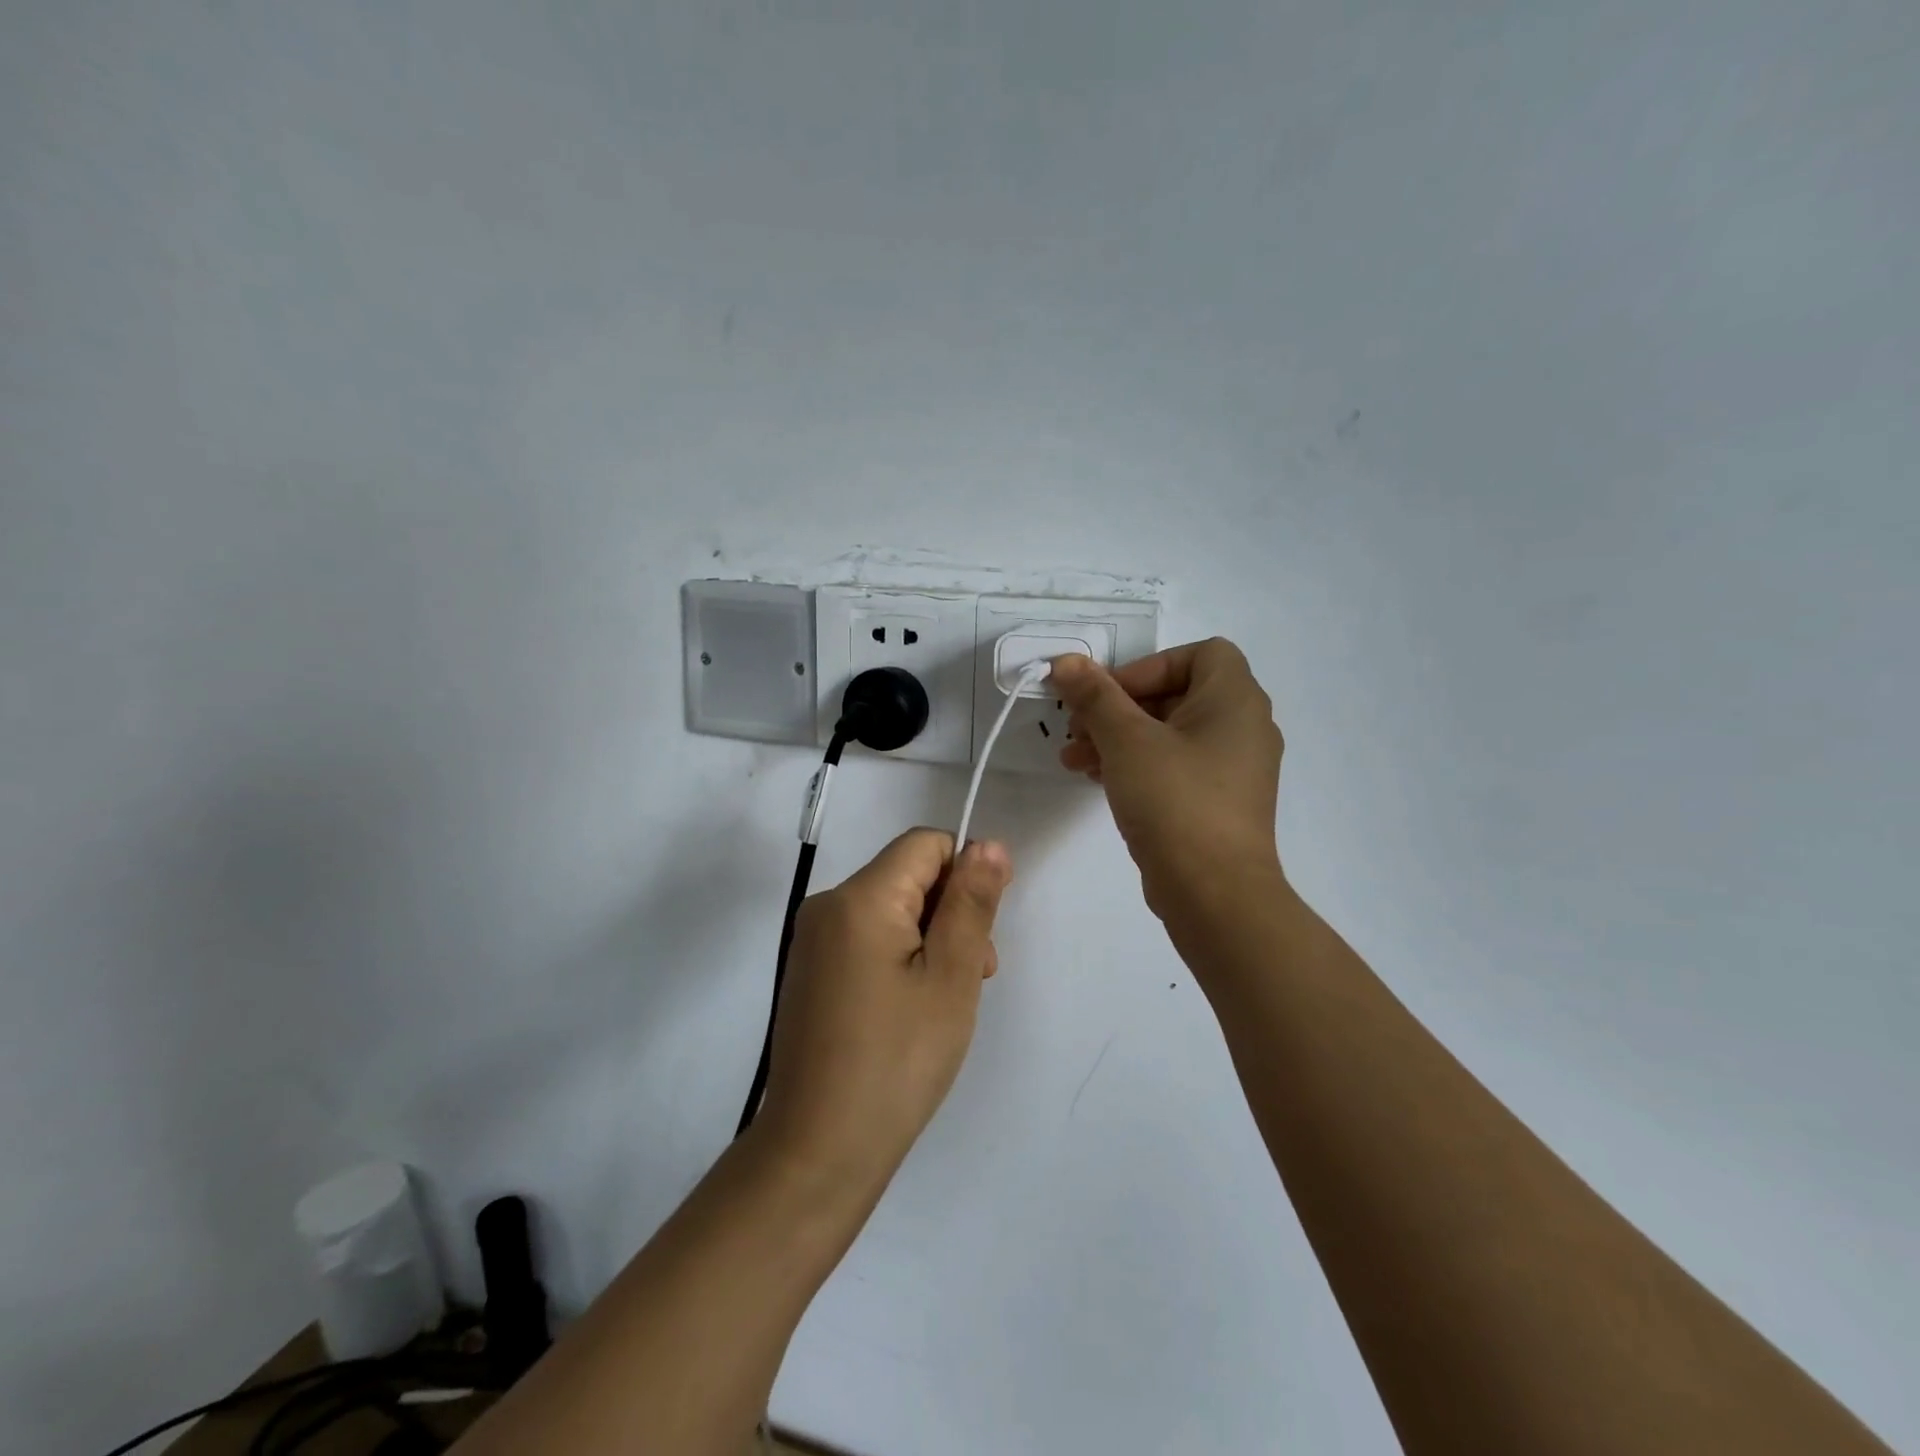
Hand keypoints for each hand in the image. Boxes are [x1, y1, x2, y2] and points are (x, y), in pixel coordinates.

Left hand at [757, 830, 1012, 1190]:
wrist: (819, 1150)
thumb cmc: (898, 1060)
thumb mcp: (951, 976)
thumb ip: (971, 902)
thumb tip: (986, 844)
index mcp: (859, 897)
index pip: (925, 844)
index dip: (966, 872)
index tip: (984, 929)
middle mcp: (827, 906)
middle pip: (907, 875)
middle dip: (949, 911)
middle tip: (971, 976)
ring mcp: (813, 941)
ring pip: (891, 909)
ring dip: (929, 939)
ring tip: (944, 1001)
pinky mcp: (811, 972)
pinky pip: (868, 938)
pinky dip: (900, 958)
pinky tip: (910, 1010)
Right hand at [1053, 639, 1283, 923]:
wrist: (1214, 893)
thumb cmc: (1175, 800)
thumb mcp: (1127, 740)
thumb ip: (1095, 696)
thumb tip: (1066, 661)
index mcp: (1235, 699)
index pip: (1198, 654)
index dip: (1148, 666)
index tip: (1109, 694)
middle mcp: (1242, 727)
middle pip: (1175, 695)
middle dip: (1118, 708)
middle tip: (1076, 726)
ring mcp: (1232, 769)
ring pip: (1168, 734)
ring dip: (1118, 739)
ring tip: (1072, 759)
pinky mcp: (1217, 803)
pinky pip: (1174, 767)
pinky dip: (1137, 766)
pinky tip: (1096, 779)